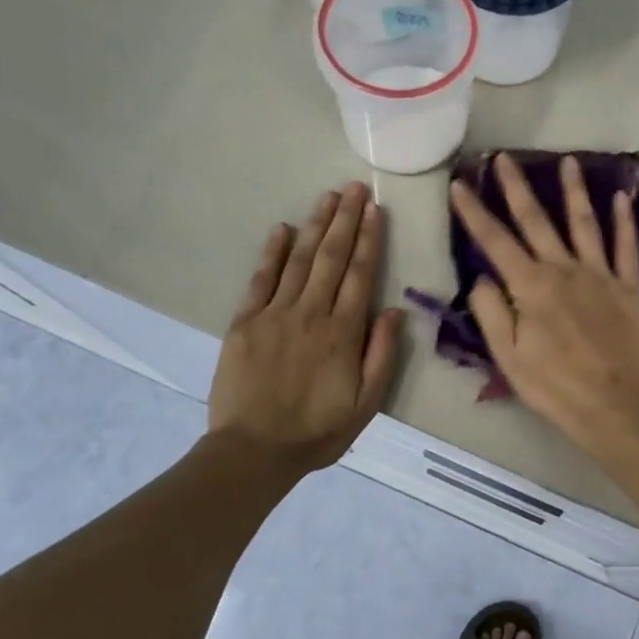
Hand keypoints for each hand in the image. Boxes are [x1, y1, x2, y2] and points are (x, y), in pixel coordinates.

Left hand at [208, 184, 404, 472]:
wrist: (254, 450)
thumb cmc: (318, 431)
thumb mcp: (366, 404)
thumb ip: (382, 355)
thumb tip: (394, 311)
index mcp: (342, 332)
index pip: (360, 275)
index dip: (369, 239)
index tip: (374, 210)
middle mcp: (310, 313)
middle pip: (331, 257)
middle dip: (345, 219)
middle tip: (354, 187)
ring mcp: (274, 314)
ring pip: (299, 260)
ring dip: (315, 226)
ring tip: (328, 197)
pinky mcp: (244, 322)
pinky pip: (261, 279)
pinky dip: (272, 252)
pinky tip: (282, 229)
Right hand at [449, 154, 638, 454]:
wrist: (614, 404)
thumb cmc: (554, 385)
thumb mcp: (507, 355)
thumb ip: (491, 311)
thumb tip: (482, 276)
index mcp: (531, 286)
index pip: (495, 241)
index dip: (474, 211)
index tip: (460, 184)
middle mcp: (564, 269)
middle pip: (537, 220)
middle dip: (517, 187)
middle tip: (505, 158)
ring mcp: (600, 275)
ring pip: (585, 223)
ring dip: (574, 191)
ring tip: (568, 161)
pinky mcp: (629, 288)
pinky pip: (627, 247)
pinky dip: (624, 221)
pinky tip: (622, 197)